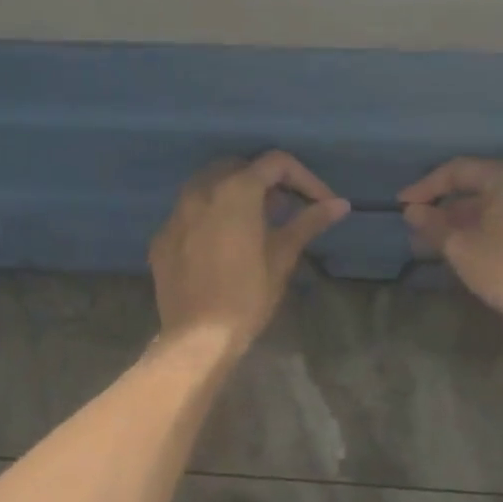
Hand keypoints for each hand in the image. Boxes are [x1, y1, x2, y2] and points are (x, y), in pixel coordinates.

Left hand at [151, 152, 349, 348]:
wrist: (196, 338)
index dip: (304, 178)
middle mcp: (201, 191)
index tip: (320, 203)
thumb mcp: (282, 257)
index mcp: (235, 191)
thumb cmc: (246, 296)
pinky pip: (190, 212)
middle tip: (287, 209)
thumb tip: (340, 204)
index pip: (275, 163)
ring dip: (236, 194)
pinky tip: (224, 244)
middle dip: (267, 181)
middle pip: (239, 167)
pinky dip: (211, 215)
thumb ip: (308, 222)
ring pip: (209, 185)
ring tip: (257, 224)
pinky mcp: (162, 236)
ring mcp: (176, 213)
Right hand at [399, 158, 502, 334]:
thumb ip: (434, 225)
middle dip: (455, 211)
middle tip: (430, 232)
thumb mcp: (461, 249)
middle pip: (489, 192)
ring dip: (486, 225)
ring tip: (464, 248)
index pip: (460, 171)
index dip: (426, 187)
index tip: (404, 205)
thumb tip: (414, 211)